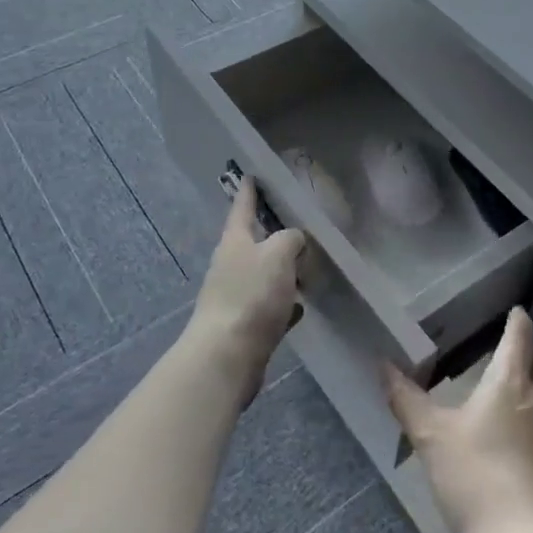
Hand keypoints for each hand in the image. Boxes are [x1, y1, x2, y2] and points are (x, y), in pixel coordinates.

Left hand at [187, 178, 304, 402]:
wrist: (226, 357)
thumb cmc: (251, 296)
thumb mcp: (278, 254)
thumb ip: (290, 239)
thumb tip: (294, 240)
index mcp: (235, 241)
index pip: (243, 207)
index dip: (248, 191)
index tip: (250, 175)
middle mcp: (231, 265)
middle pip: (253, 241)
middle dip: (272, 233)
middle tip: (296, 223)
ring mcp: (236, 296)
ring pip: (263, 275)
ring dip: (281, 270)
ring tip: (306, 265)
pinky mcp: (245, 325)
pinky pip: (269, 306)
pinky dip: (284, 303)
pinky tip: (300, 306)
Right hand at [383, 307, 532, 532]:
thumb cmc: (475, 478)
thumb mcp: (430, 436)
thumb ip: (405, 397)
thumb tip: (382, 363)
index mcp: (511, 381)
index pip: (521, 336)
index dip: (517, 320)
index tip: (514, 310)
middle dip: (527, 354)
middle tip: (503, 354)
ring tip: (511, 393)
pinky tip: (519, 439)